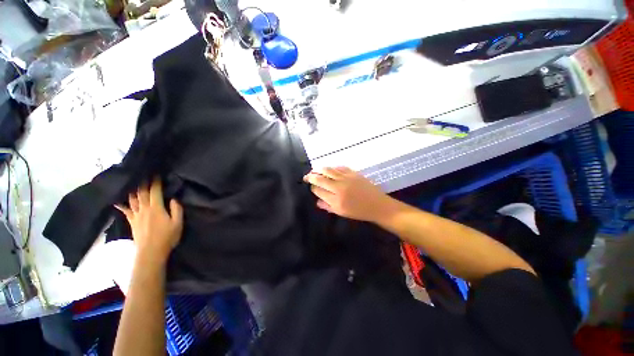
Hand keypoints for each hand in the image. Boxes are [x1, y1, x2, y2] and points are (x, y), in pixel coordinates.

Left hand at [115, 178, 183, 264]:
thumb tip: (173, 198)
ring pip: (132, 199)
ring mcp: (136, 215)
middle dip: (143, 182)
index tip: (156, 173)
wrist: (151, 252)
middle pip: (142, 193)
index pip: (155, 191)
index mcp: (156, 208)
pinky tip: (116, 199)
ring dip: (132, 189)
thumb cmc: (167, 237)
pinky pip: (125, 210)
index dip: (155, 182)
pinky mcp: (132, 221)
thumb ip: (176, 209)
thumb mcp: (178, 223)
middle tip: (143, 173)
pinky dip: (121, 204)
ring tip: (132, 181)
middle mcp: (144, 209)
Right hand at [304, 167, 392, 222]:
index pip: (319, 190)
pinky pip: (339, 167)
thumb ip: (328, 206)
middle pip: (321, 179)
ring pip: (328, 170)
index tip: (311, 187)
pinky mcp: (353, 173)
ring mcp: (346, 178)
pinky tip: (329, 168)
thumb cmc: (359, 212)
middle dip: (311, 177)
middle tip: (306, 176)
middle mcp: (339, 187)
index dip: (313, 188)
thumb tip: (317, 201)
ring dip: (319, 169)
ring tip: (314, 170)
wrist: (377, 205)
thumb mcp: (342, 213)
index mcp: (336, 199)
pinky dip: (332, 167)